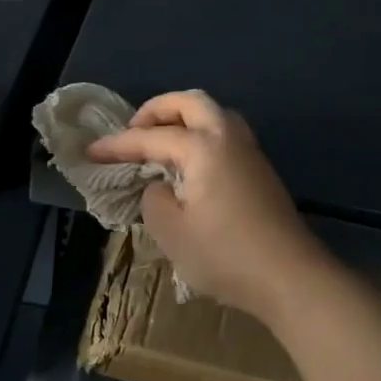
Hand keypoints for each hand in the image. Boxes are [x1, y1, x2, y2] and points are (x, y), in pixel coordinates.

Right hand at [88, 90, 327, 320]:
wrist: (291, 277)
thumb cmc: (225, 255)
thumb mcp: (171, 232)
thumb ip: (153, 199)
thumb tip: (160, 186)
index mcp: (204, 147)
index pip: (151, 137)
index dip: (117, 145)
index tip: (90, 151)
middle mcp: (229, 137)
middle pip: (190, 102)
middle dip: (156, 110)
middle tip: (133, 131)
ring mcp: (250, 152)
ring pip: (213, 114)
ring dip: (182, 119)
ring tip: (159, 143)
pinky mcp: (260, 170)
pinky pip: (224, 134)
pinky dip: (200, 135)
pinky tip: (187, 164)